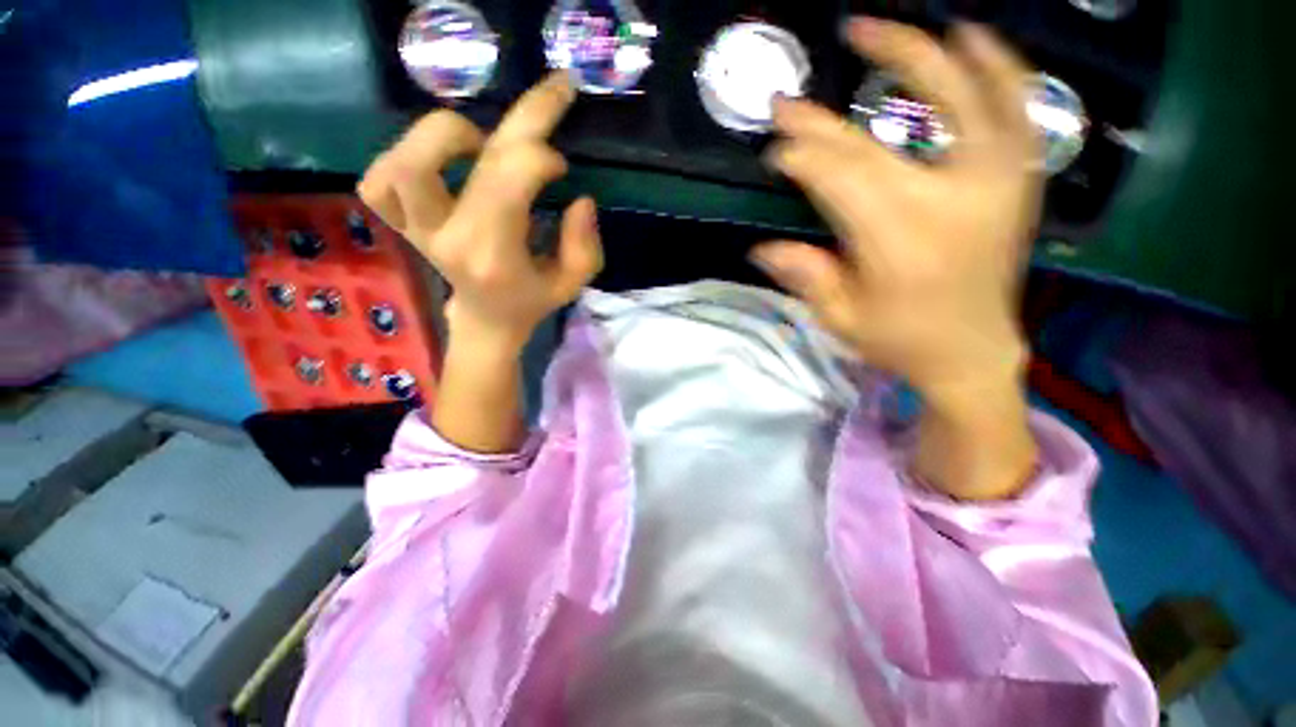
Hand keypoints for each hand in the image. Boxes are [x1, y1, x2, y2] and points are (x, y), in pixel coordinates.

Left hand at [359, 71, 601, 352]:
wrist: (486, 320)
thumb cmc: (532, 300)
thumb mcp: (572, 283)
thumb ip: (584, 245)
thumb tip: (580, 199)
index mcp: (493, 256)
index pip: (508, 180)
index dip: (540, 157)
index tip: (560, 167)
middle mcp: (448, 238)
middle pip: (472, 158)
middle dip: (524, 118)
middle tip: (554, 96)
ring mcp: (416, 229)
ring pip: (407, 162)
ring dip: (448, 135)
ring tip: (481, 145)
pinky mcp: (400, 222)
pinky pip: (378, 181)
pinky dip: (402, 157)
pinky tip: (438, 162)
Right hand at [753, 19, 1040, 399]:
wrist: (973, 350)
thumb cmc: (900, 339)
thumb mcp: (840, 318)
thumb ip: (805, 276)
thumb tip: (760, 248)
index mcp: (899, 240)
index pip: (839, 180)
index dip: (801, 158)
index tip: (774, 147)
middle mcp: (951, 199)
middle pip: (877, 141)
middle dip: (822, 123)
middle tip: (786, 101)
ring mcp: (995, 181)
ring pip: (961, 95)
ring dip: (913, 55)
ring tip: (872, 27)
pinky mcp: (1017, 178)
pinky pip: (1015, 104)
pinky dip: (993, 63)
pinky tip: (969, 35)